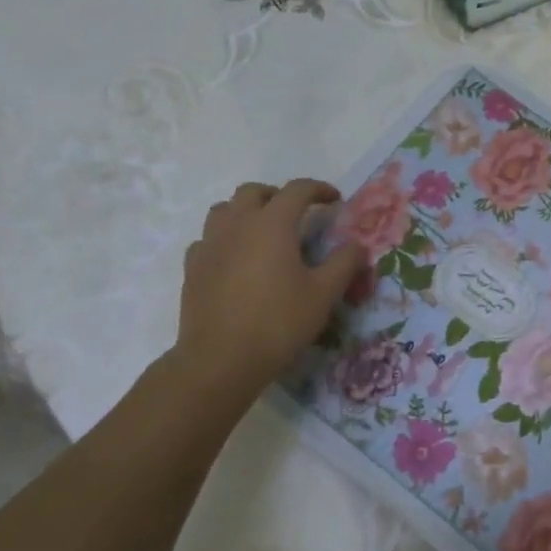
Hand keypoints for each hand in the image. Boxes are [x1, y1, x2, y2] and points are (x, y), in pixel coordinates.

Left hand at [168, 179, 363, 412]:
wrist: (220, 361)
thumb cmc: (278, 322)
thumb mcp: (324, 294)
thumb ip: (344, 263)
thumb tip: (357, 245)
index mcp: (272, 224)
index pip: (297, 190)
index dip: (319, 189)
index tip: (335, 200)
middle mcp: (238, 225)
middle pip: (254, 192)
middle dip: (278, 195)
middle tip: (297, 215)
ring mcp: (210, 245)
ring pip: (224, 210)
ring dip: (246, 212)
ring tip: (264, 233)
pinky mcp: (192, 269)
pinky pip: (207, 239)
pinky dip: (224, 239)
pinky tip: (235, 260)